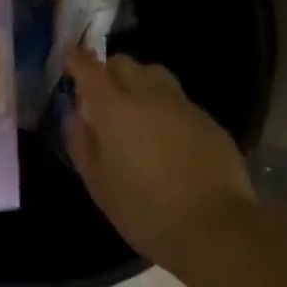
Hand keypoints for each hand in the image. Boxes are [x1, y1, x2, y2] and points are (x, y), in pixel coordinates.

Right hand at [63, 49, 250, 267]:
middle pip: (124, 63)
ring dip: (138, 82)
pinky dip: (165, 107)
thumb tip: (77, 116)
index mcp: (116, 108)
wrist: (216, 229)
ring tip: (135, 110)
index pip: (90, 68)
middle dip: (108, 71)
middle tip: (101, 96)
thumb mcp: (98, 184)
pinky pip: (179, 101)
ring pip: (155, 75)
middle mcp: (149, 95)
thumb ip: (82, 143)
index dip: (76, 59)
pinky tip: (167, 137)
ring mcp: (183, 106)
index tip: (69, 57)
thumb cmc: (145, 211)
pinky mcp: (209, 121)